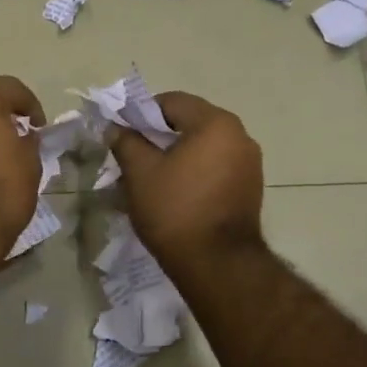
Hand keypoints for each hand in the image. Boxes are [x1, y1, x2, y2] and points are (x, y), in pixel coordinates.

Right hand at [109, 92, 264, 275]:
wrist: (217, 264)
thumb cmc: (175, 210)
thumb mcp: (140, 173)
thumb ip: (126, 142)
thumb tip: (116, 128)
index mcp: (216, 123)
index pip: (172, 102)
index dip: (141, 113)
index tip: (122, 133)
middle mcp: (240, 136)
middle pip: (190, 122)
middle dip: (159, 136)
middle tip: (132, 155)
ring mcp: (250, 164)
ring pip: (203, 147)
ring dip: (177, 155)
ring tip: (151, 176)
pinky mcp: (250, 188)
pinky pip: (216, 167)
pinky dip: (194, 172)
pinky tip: (175, 192)